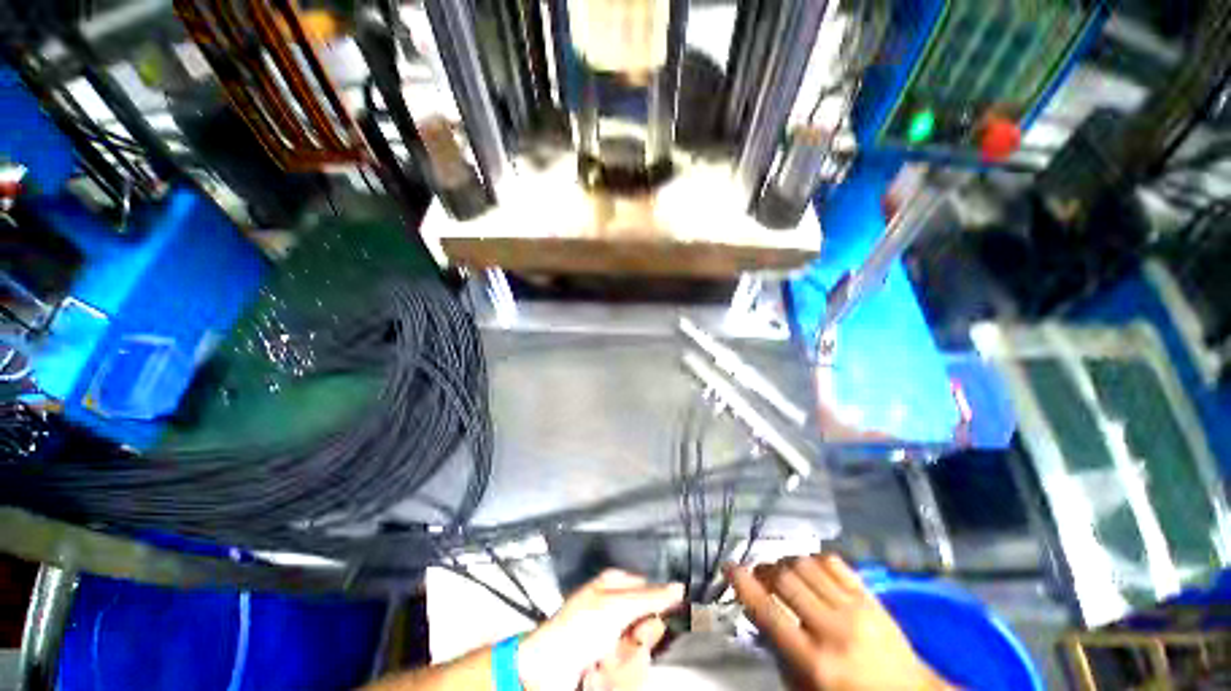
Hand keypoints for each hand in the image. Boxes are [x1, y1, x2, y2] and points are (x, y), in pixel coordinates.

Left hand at [517, 570, 683, 690]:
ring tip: (600, 662)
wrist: (548, 668)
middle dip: (635, 644)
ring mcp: (614, 641)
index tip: (652, 623)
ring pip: (640, 657)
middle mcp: (619, 612)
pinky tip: (596, 673)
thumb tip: (678, 588)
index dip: (656, 612)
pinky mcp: (611, 667)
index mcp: (617, 586)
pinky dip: (613, 678)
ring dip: (622, 665)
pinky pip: (628, 675)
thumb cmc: (577, 627)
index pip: (653, 594)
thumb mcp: (616, 607)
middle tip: (618, 645)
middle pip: (649, 631)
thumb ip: (650, 598)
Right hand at [726, 554, 953, 690]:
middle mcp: (832, 629)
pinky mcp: (870, 596)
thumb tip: (759, 615)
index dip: (744, 585)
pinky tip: (809, 569)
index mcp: (815, 661)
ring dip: (786, 563)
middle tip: (759, 576)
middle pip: (785, 579)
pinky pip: (833, 562)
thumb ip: (781, 654)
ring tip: (782, 573)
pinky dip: (813, 559)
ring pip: (806, 564)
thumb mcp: (808, 690)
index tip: (729, 567)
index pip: (769, 613)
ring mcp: (854, 608)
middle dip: (764, 571)